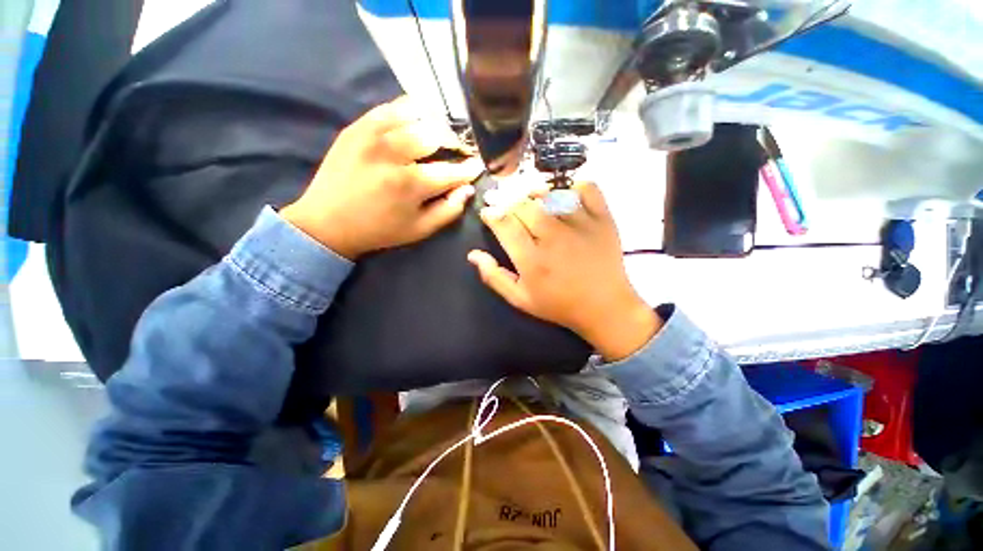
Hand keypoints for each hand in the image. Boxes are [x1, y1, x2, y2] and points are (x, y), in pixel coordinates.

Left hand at [281, 96, 482, 258]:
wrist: (327, 222)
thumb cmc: (380, 230)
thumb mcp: (419, 230)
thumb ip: (448, 211)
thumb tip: (467, 189)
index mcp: (410, 184)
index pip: (451, 170)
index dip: (469, 168)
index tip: (478, 165)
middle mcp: (393, 153)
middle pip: (436, 134)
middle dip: (455, 141)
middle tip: (459, 150)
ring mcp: (372, 135)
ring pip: (416, 114)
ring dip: (435, 124)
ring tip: (441, 135)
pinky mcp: (357, 126)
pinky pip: (391, 107)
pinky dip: (410, 111)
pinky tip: (417, 122)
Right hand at [468, 183, 661, 360]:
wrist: (605, 307)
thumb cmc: (559, 305)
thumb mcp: (521, 299)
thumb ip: (494, 277)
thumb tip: (473, 255)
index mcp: (531, 259)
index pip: (504, 224)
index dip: (491, 213)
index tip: (488, 212)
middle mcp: (553, 237)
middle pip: (523, 205)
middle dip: (508, 200)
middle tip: (506, 204)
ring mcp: (580, 225)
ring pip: (551, 194)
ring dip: (535, 191)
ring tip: (529, 197)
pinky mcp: (602, 219)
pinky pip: (587, 189)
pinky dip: (574, 186)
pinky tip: (565, 195)